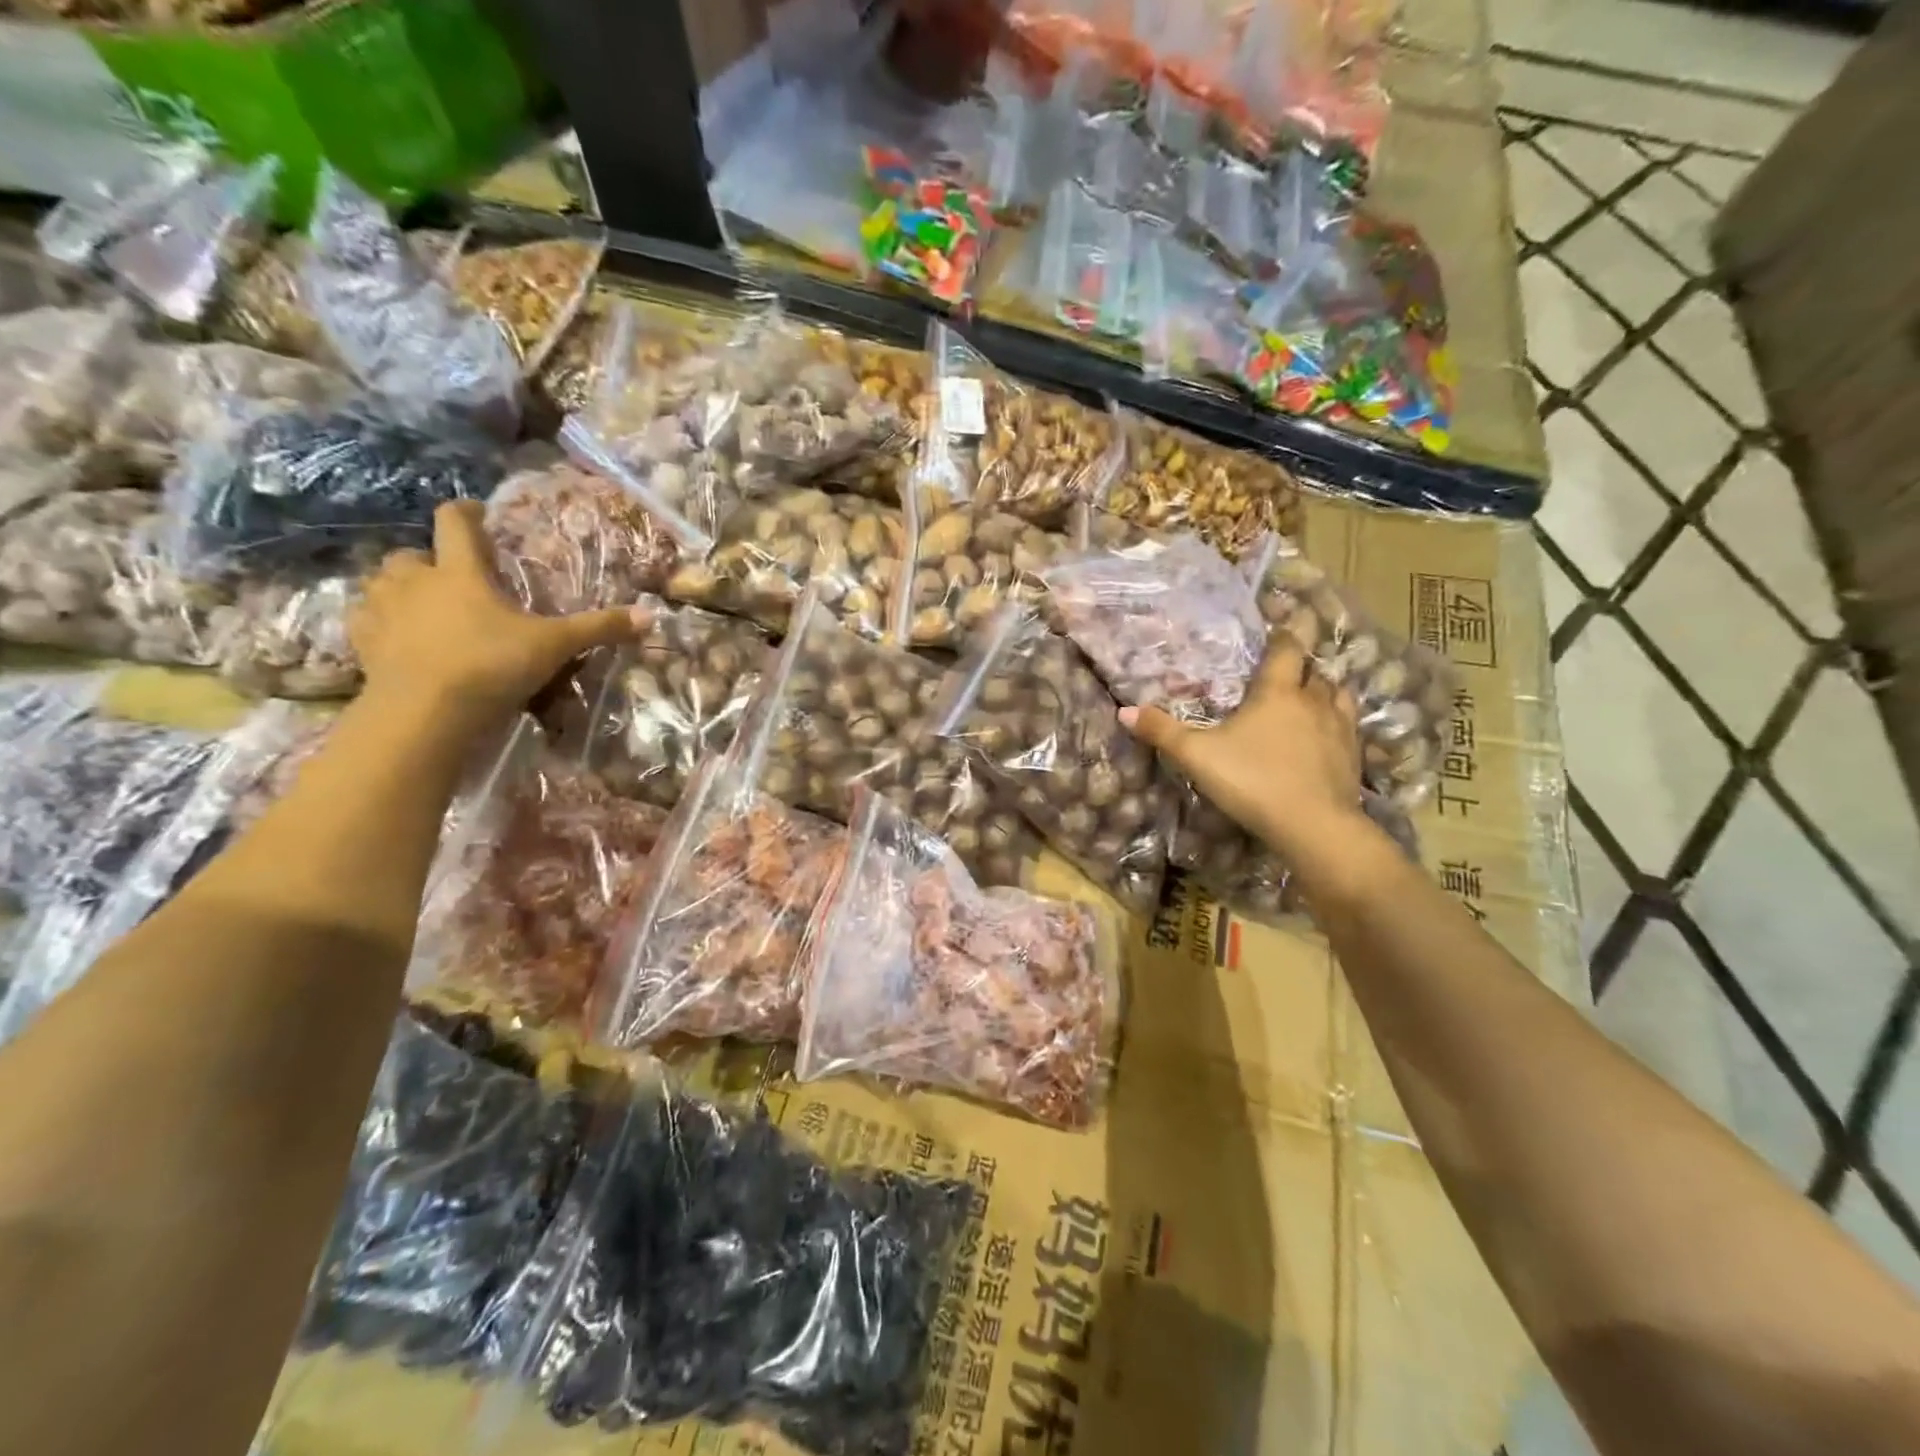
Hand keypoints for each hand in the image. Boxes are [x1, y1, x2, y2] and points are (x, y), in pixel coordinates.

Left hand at [349, 501, 646, 728]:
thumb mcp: (555, 646)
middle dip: (429, 560)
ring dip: (400, 588)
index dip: (467, 513)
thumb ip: (598, 629)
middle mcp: (415, 582)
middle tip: (453, 577)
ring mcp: (382, 612)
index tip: (479, 514)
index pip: (455, 523)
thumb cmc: (491, 665)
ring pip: (382, 583)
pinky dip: (379, 622)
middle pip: (411, 554)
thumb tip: (651, 616)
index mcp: (460, 572)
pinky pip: (364, 620)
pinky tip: (397, 638)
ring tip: (423, 606)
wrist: (424, 712)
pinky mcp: (362, 644)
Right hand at [1119, 637, 1365, 857]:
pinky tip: (1326, 735)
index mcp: (1277, 692)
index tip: (1277, 630)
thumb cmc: (1251, 780)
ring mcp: (1339, 728)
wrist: (1313, 825)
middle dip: (1301, 666)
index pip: (1285, 650)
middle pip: (1314, 671)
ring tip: (1311, 697)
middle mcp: (1313, 701)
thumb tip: (1123, 711)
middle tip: (1286, 669)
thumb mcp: (1196, 755)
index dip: (1281, 637)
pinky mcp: (1353, 756)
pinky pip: (1349, 726)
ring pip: (1338, 694)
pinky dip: (1338, 722)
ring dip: (1325, 690)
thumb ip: (1161, 732)